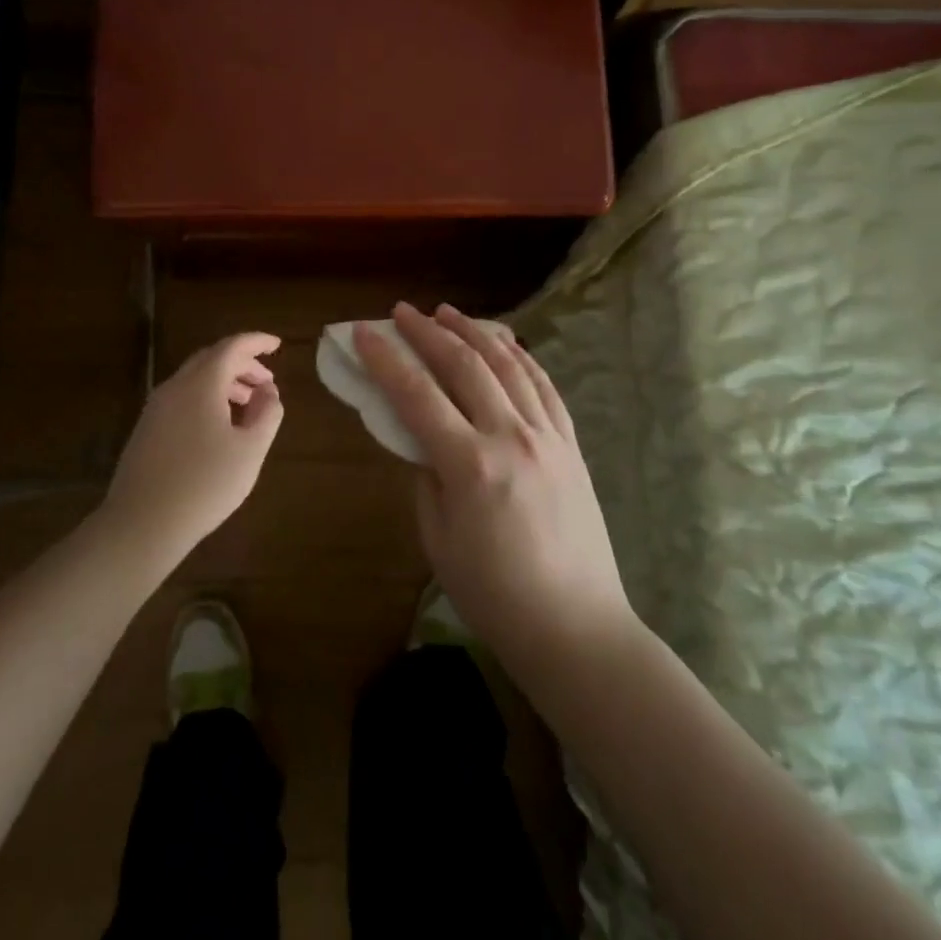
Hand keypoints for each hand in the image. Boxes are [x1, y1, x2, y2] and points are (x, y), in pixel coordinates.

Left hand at [102, 332, 284, 566]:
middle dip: (242, 364)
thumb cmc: (204, 484)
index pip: (232, 347)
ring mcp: (155, 408)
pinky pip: (181, 399)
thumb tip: (269, 391)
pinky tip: (219, 427)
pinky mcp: (146, 430)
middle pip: (211, 359)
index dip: (256, 342)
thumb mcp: (250, 450)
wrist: (141, 524)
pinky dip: (206, 399)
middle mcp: (174, 387)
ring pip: (194, 380)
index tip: (277, 345)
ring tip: (248, 405)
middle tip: (266, 381)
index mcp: (201, 384)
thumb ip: (267, 414)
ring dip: (224, 383)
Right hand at [355, 304, 633, 671]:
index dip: (386, 359)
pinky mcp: (571, 444)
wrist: (576, 627)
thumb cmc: (494, 594)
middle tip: (403, 311)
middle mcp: (511, 436)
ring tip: (448, 313)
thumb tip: (420, 436)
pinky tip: (506, 344)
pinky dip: (521, 357)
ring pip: (508, 365)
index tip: (364, 333)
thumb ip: (426, 476)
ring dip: (474, 332)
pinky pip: (544, 386)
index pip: (417, 395)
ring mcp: (548, 436)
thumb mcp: (439, 538)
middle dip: (428, 332)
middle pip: (464, 365)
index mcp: (470, 464)